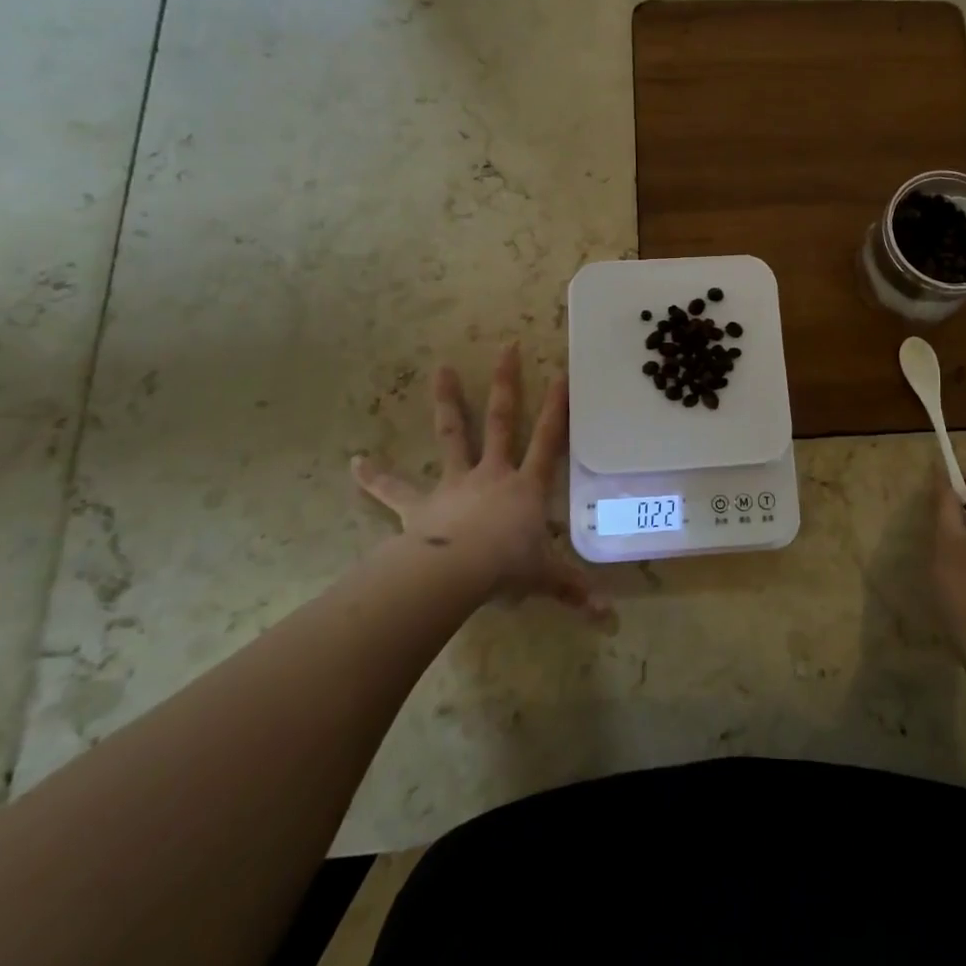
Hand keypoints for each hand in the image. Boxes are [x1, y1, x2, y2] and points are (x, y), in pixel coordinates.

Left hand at [352, 345, 605, 618]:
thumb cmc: (505, 568)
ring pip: (453, 434)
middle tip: (507, 348)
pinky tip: (355, 462)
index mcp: (525, 486)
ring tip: (440, 369)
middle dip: (506, 383)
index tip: (562, 373)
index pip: (548, 440)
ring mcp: (454, 483)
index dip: (558, 408)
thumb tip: (609, 617)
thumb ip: (574, 592)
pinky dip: (375, 476)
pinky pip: (394, 489)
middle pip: (501, 420)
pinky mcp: (420, 504)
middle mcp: (491, 473)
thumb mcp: (545, 578)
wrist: (454, 574)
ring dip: (448, 401)